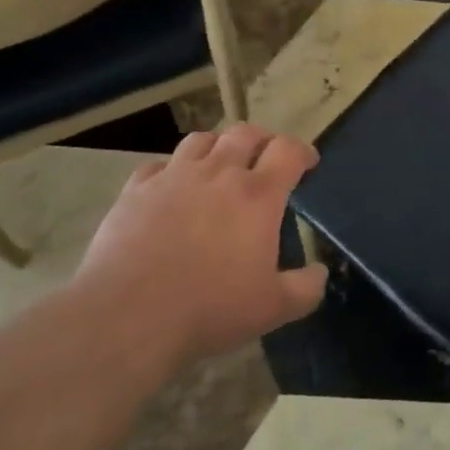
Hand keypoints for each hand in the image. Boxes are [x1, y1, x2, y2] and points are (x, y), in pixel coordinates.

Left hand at [73, 124, 328, 366]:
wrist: (129, 316)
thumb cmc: (210, 309)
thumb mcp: (273, 309)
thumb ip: (306, 288)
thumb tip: (320, 273)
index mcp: (258, 194)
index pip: (288, 150)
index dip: (303, 152)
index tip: (307, 164)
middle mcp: (219, 172)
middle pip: (246, 133)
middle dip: (262, 140)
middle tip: (265, 159)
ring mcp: (174, 176)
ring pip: (201, 140)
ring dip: (217, 147)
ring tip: (219, 165)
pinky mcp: (136, 189)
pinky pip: (158, 164)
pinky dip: (172, 170)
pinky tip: (171, 189)